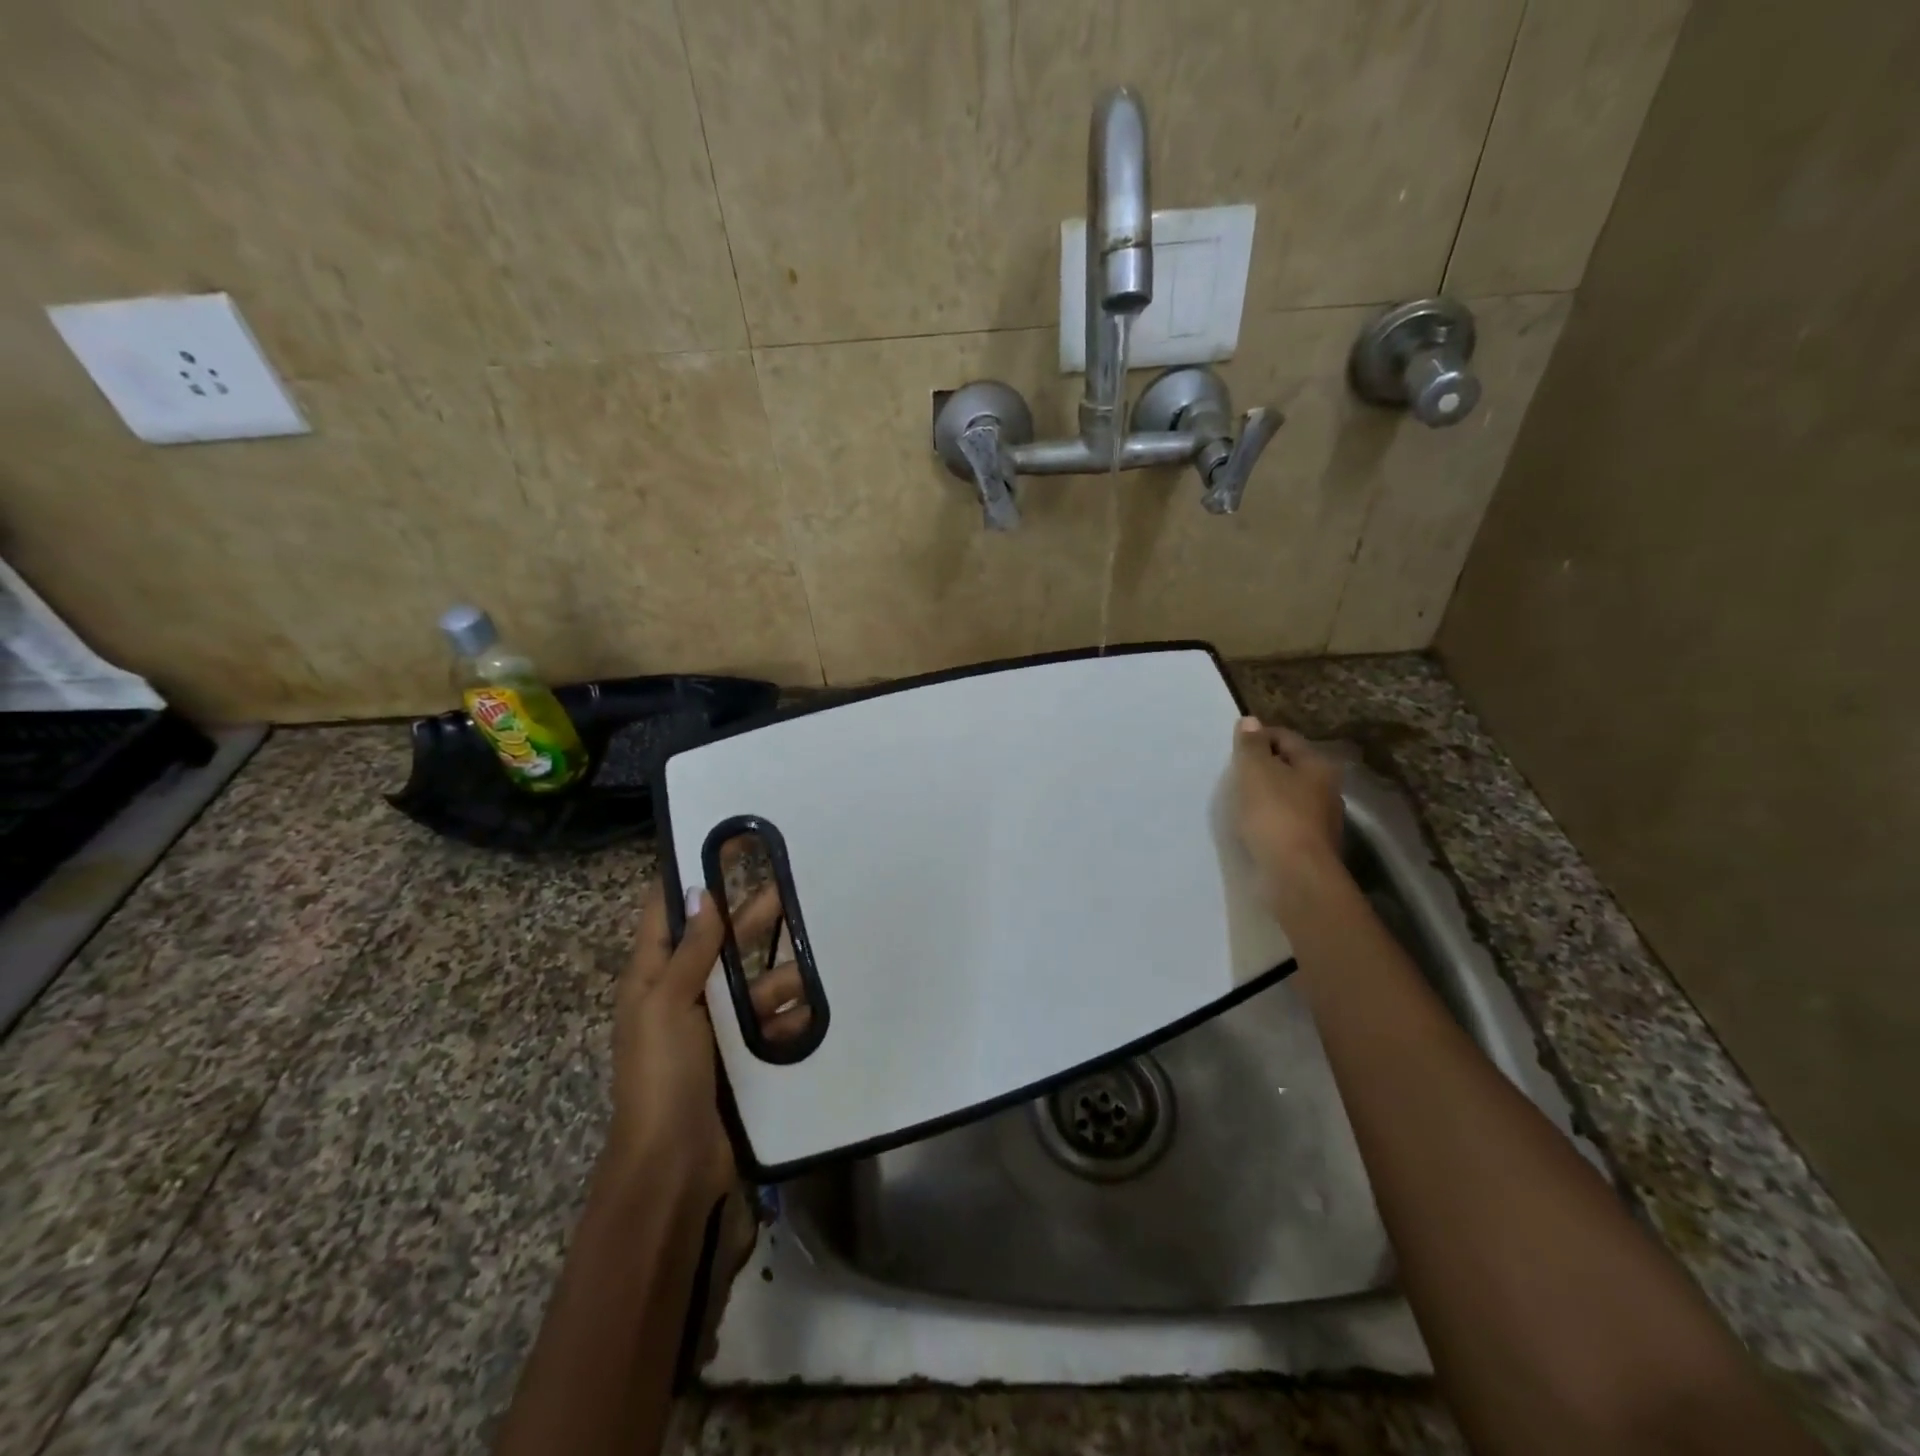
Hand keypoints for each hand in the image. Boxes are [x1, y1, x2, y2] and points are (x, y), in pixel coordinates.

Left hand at [608, 876, 811, 1366]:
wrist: (674, 1167)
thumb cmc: (661, 1075)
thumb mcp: (668, 1004)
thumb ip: (691, 949)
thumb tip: (701, 889)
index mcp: (654, 976)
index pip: (669, 911)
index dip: (693, 876)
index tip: (729, 843)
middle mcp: (686, 992)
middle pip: (724, 941)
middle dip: (757, 916)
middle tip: (799, 886)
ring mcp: (718, 1024)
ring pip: (757, 980)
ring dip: (785, 971)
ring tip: (822, 957)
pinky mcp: (745, 1052)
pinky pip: (773, 1020)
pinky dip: (792, 1014)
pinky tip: (818, 1006)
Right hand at [1232, 716, 1345, 890]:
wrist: (1295, 874)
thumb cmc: (1274, 814)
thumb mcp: (1254, 771)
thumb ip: (1250, 744)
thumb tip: (1250, 721)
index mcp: (1317, 765)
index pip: (1285, 737)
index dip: (1257, 738)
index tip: (1233, 751)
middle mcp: (1327, 789)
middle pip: (1290, 767)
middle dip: (1263, 768)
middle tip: (1235, 777)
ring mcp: (1323, 821)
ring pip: (1289, 796)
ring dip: (1266, 796)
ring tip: (1239, 804)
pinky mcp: (1311, 847)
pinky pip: (1286, 823)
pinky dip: (1270, 820)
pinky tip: (1253, 829)